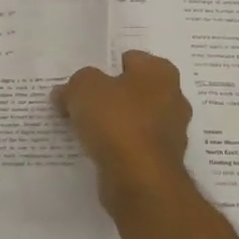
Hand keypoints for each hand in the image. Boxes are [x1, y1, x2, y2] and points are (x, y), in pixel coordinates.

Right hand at [53, 51, 192, 211]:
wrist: (139, 180)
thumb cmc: (116, 122)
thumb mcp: (84, 88)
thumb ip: (74, 84)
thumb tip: (65, 93)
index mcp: (160, 72)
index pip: (129, 59)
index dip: (103, 67)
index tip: (83, 82)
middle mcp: (173, 98)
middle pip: (131, 91)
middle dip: (108, 97)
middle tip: (80, 104)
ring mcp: (170, 132)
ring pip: (133, 120)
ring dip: (112, 124)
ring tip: (82, 130)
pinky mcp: (161, 161)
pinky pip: (133, 146)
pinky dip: (117, 148)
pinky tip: (96, 152)